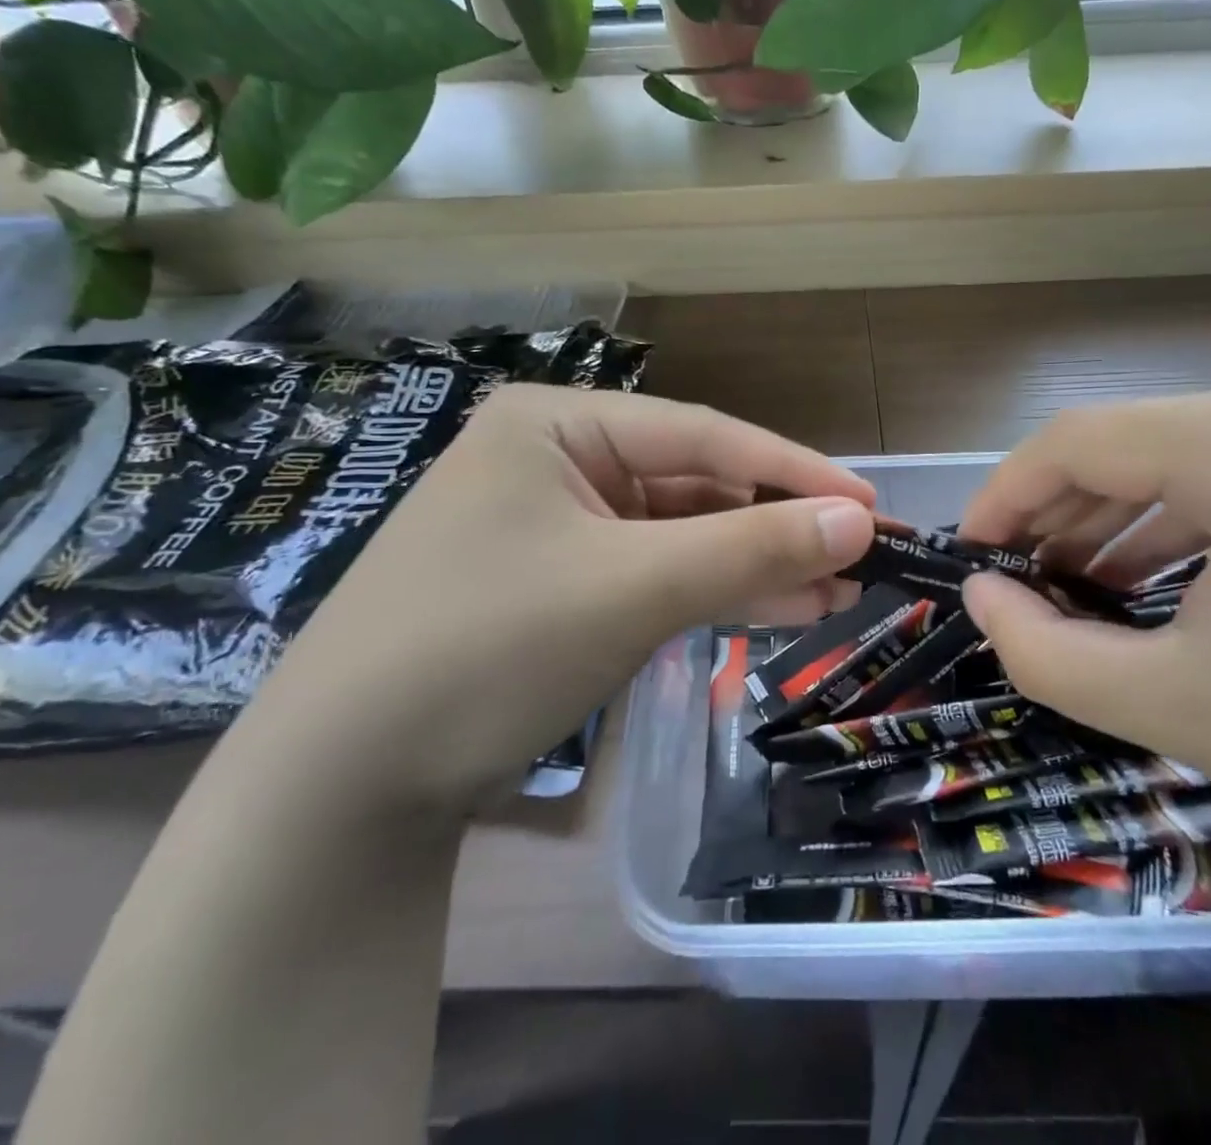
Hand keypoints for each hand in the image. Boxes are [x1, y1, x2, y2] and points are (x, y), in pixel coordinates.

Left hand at [255, 386, 874, 811]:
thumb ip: (751, 548)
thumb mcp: (633, 588)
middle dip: (777, 525)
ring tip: (836, 593)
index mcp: (559, 424)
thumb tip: (858, 519)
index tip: (869, 503)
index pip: (704, 435)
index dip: (794, 471)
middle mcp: (558, 460)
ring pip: (680, 535)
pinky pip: (653, 574)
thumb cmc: (487, 649)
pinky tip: (775, 609)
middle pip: (695, 485)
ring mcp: (557, 525)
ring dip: (753, 564)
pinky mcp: (559, 584)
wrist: (341, 786)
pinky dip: (710, 593)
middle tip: (862, 557)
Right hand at [957, 357, 1210, 894]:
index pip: (1084, 438)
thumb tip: (978, 597)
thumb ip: (1047, 653)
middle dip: (1059, 515)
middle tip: (1016, 584)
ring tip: (1068, 587)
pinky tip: (1143, 573)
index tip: (970, 556)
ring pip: (1177, 452)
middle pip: (1131, 442)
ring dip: (1113, 518)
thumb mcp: (1180, 708)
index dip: (1007, 495)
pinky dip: (1176, 517)